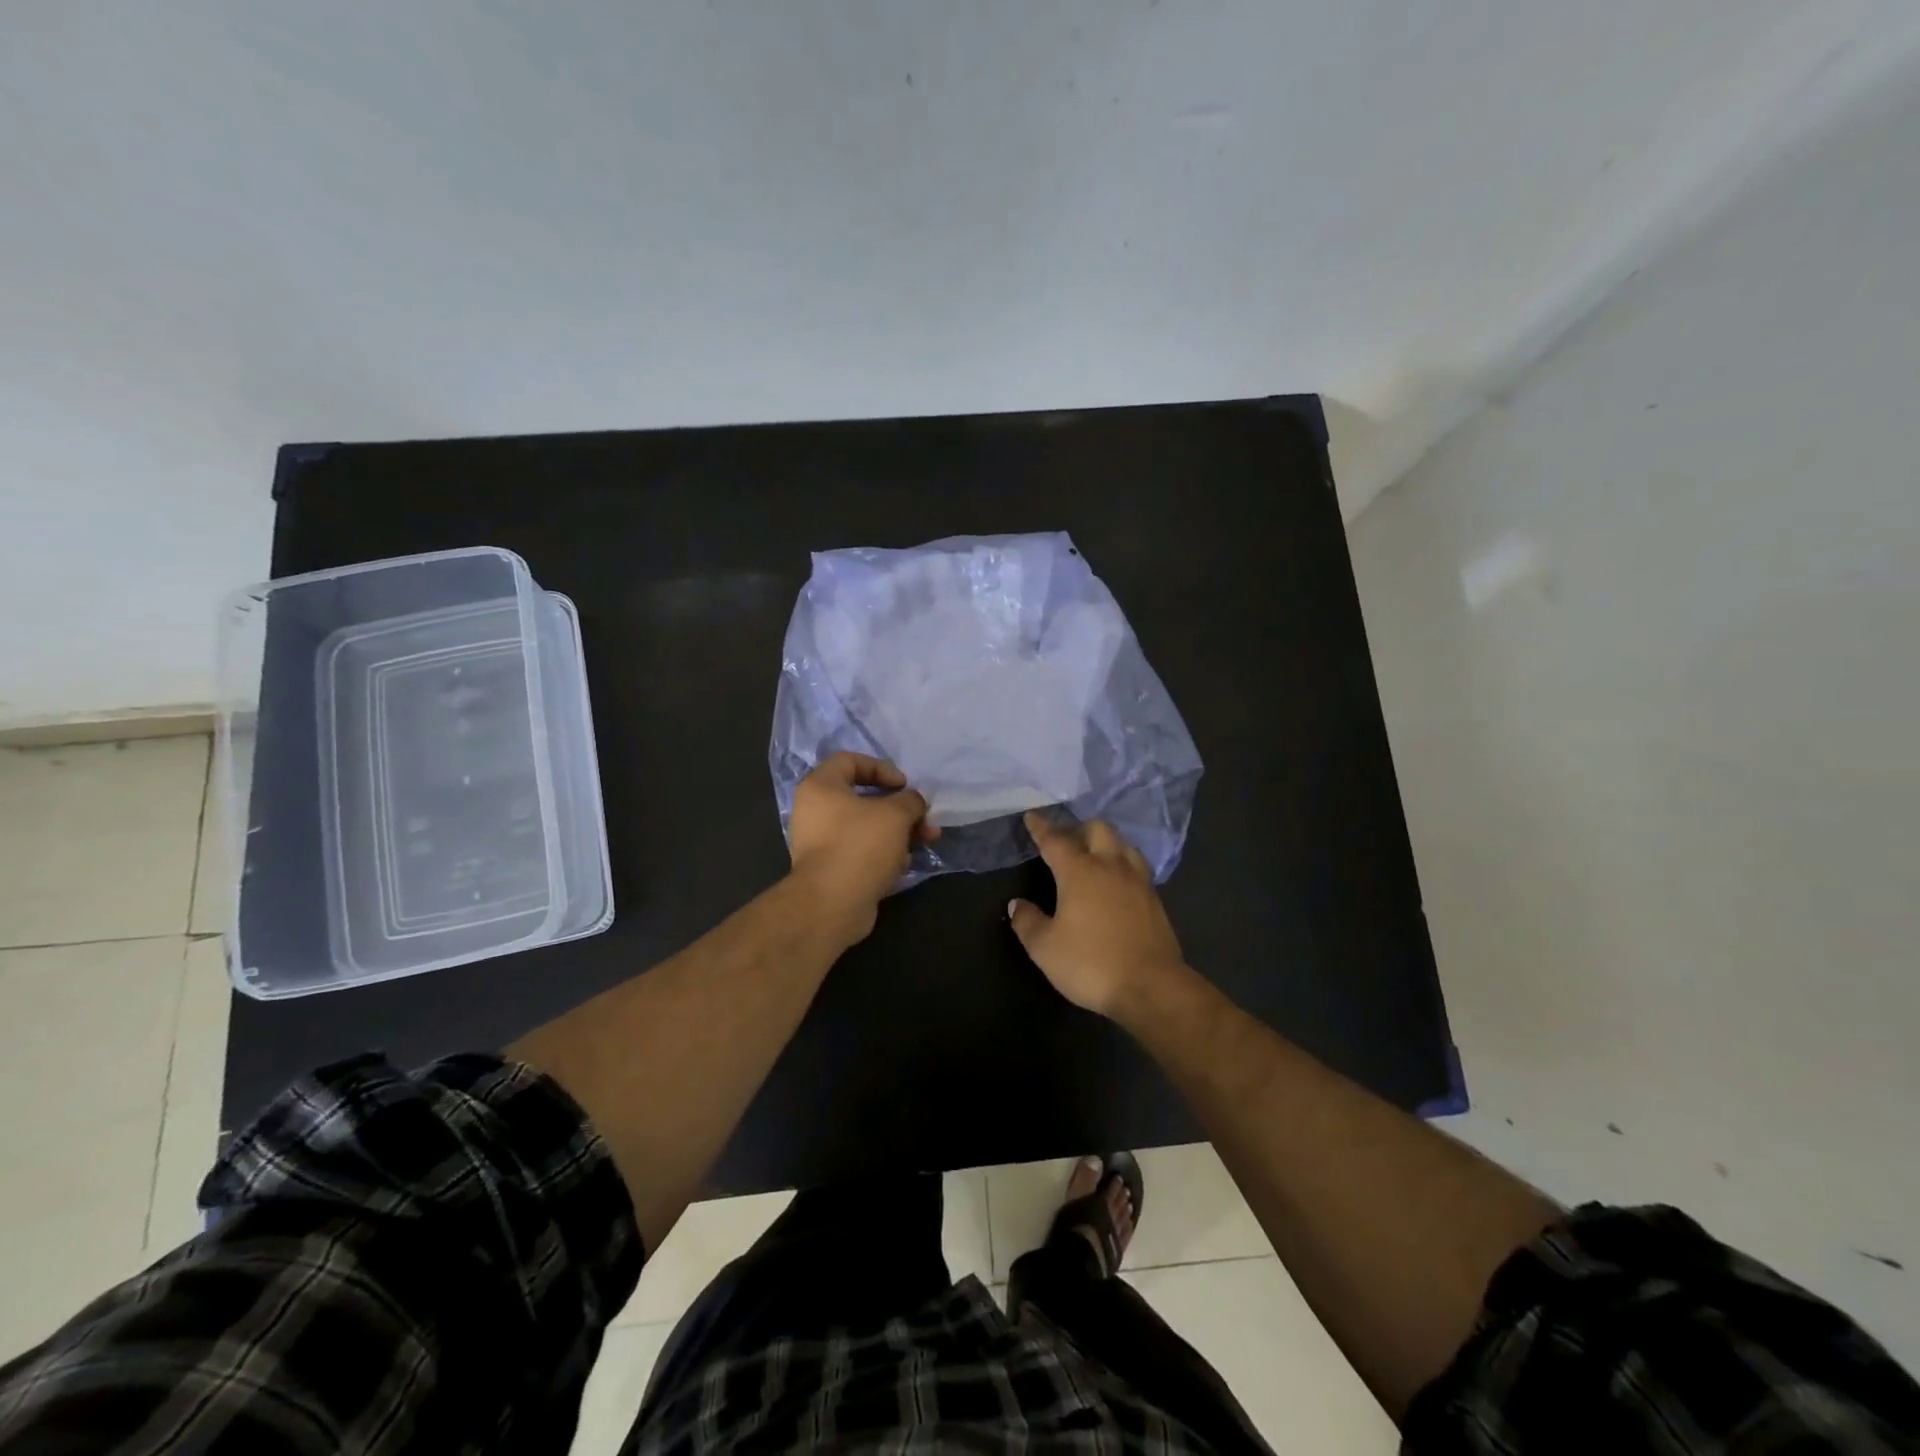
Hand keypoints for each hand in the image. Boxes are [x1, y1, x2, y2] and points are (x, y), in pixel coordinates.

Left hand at [788, 753, 935, 946]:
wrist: (832, 905)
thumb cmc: (860, 845)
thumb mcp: (894, 814)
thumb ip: (910, 800)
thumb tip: (914, 802)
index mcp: (820, 787)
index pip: (850, 761)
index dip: (881, 768)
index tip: (904, 785)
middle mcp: (815, 812)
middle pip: (863, 798)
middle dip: (900, 807)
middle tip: (924, 816)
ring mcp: (821, 843)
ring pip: (867, 828)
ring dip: (899, 832)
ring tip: (927, 840)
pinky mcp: (832, 870)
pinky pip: (862, 852)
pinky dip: (884, 854)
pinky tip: (904, 864)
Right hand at [1009, 813, 1187, 1017]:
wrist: (1151, 987)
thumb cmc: (1091, 964)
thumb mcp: (1045, 948)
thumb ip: (1027, 922)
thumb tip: (1016, 904)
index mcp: (1080, 871)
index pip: (1055, 840)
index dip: (1041, 827)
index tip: (1032, 816)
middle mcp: (1111, 866)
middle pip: (1097, 830)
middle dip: (1078, 828)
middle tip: (1065, 841)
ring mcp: (1137, 881)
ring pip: (1123, 844)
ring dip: (1106, 842)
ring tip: (1094, 855)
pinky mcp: (1155, 899)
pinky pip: (1137, 867)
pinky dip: (1122, 863)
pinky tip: (1117, 880)